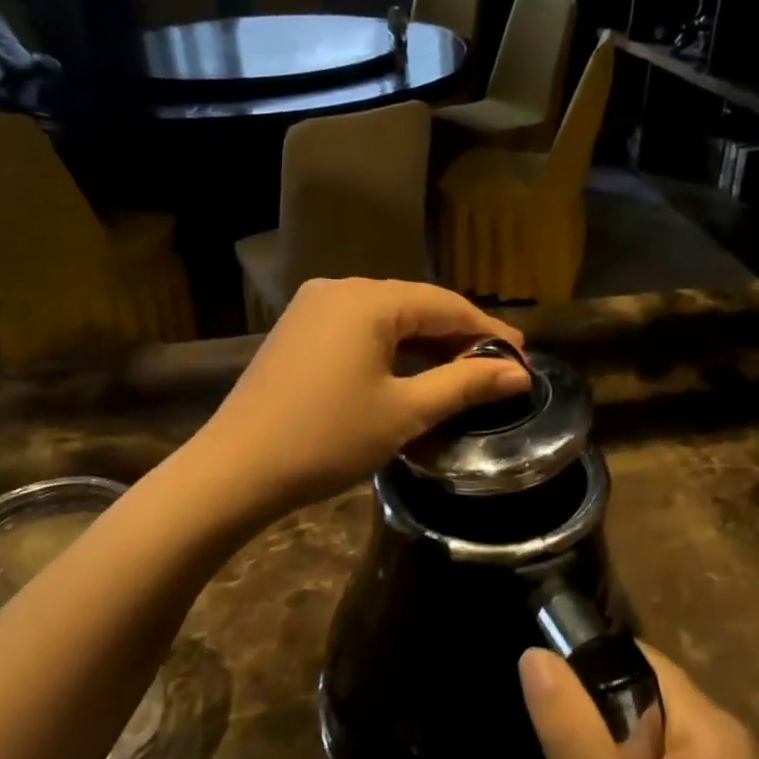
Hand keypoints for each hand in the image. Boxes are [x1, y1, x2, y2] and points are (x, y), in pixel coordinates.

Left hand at [191, 279, 528, 518]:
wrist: (236, 469)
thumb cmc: (327, 439)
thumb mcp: (404, 413)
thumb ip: (464, 384)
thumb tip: (518, 373)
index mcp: (367, 300)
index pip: (444, 304)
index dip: (488, 330)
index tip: (522, 357)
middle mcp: (338, 289)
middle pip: (414, 305)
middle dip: (457, 336)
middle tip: (496, 369)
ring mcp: (312, 308)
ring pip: (385, 317)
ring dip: (424, 342)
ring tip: (461, 372)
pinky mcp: (297, 331)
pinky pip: (357, 329)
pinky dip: (389, 348)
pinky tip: (408, 372)